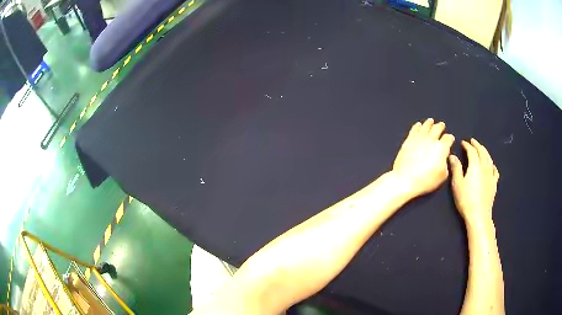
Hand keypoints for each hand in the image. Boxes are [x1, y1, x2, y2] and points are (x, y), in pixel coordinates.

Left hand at [393, 119, 454, 197]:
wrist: (406, 179)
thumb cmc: (427, 180)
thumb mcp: (442, 176)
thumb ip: (445, 164)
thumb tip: (444, 158)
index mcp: (441, 148)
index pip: (448, 139)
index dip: (450, 138)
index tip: (450, 138)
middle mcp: (431, 139)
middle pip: (437, 129)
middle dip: (440, 127)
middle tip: (442, 125)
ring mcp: (419, 138)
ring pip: (426, 126)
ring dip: (429, 123)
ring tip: (431, 121)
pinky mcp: (409, 140)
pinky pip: (414, 129)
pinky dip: (417, 126)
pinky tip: (418, 124)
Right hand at [449, 139, 499, 222]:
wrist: (479, 215)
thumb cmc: (466, 200)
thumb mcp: (457, 184)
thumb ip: (456, 168)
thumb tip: (452, 156)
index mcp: (475, 165)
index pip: (472, 151)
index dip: (467, 145)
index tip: (463, 143)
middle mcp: (485, 167)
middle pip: (482, 152)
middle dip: (477, 145)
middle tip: (472, 141)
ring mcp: (491, 175)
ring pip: (489, 159)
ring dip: (485, 151)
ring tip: (481, 149)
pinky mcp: (494, 183)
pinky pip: (495, 170)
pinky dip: (492, 164)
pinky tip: (491, 165)